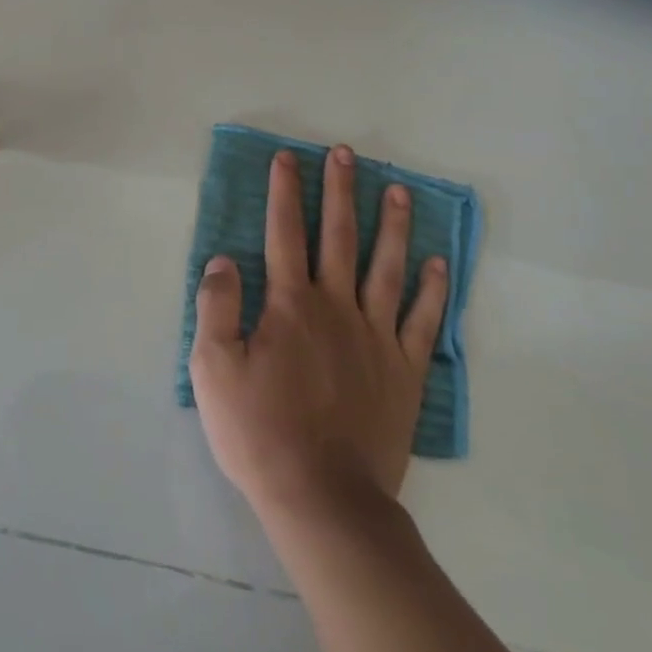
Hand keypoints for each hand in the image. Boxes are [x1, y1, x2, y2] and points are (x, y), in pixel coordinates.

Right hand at [190, 145, 447, 519]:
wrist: (323, 498)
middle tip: (345, 153)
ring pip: (387, 268)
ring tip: (397, 189)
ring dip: (392, 225)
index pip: (285, 233)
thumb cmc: (259, 432)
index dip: (285, 191)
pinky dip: (432, 290)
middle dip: (340, 191)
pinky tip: (438, 263)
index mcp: (291, 304)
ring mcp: (377, 338)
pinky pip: (423, 321)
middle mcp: (337, 307)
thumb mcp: (213, 368)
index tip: (288, 157)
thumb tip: (223, 259)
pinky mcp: (405, 372)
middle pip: (340, 237)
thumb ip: (217, 307)